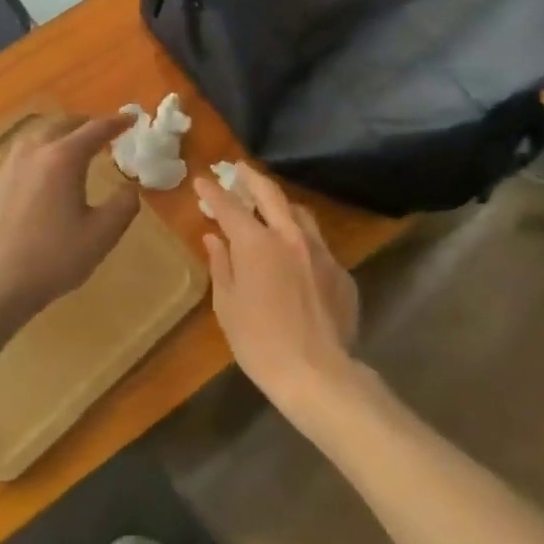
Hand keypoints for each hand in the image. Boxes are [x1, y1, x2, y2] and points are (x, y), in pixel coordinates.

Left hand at [0, 116, 139, 324]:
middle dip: (87, 124)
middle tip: (106, 132)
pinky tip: (47, 168)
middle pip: (64, 125)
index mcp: (63, 158)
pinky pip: (25, 150)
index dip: (116, 123)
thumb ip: (123, 205)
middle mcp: (34, 152)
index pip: (94, 130)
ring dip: (63, 133)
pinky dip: (44, 148)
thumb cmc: (54, 258)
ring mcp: (11, 165)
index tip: (131, 118)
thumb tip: (130, 187)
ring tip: (77, 146)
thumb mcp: (102, 235)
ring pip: (40, 134)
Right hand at [193, 163, 359, 413]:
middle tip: (239, 169)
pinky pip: (318, 245)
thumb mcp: (228, 305)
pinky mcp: (341, 272)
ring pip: (300, 214)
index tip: (202, 180)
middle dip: (251, 178)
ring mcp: (321, 252)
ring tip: (270, 205)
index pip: (230, 207)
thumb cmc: (260, 342)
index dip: (214, 192)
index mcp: (257, 244)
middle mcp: (291, 237)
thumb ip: (221, 265)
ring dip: (281, 204)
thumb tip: (214, 238)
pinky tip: (296, 254)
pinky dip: (301, 240)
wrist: (318, 374)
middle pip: (270, 194)